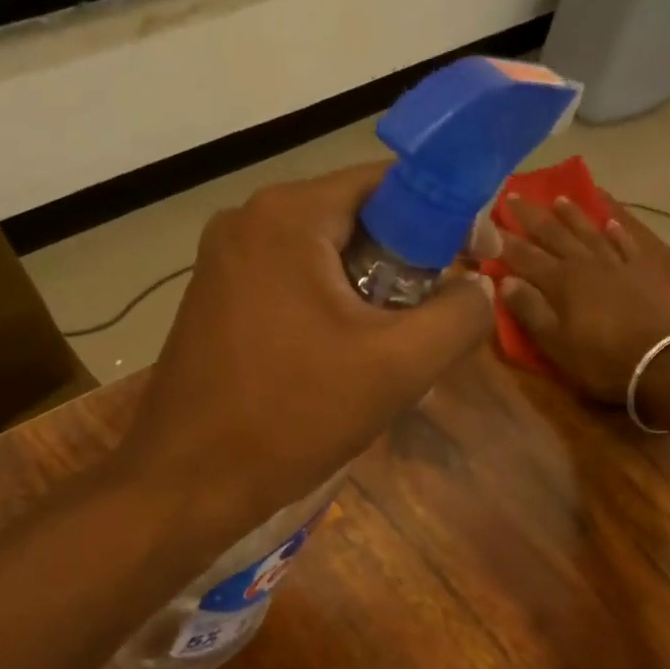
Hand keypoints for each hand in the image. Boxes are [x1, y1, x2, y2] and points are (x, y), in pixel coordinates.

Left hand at [118, 163, 492, 533]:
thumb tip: (478, 286)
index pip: (391, 184)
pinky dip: (330, 318)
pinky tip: (342, 371)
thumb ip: (459, 316)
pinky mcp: (215, 305)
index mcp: (288, 216)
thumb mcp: (397, 367)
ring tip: (391, 361)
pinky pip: (293, 292)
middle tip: (433, 326)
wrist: (189, 484)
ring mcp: (224, 265)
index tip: (480, 261)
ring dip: (370, 303)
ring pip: (325, 264)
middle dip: (407, 272)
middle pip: (357, 224)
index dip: (448, 216)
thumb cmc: (292, 418)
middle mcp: (247, 223)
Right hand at [498, 196, 669, 403]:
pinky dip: (616, 232)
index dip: (506, 240)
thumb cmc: (600, 359)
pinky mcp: (644, 271)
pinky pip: (626, 243)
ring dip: (573, 216)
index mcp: (561, 281)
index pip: (526, 256)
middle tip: (516, 195)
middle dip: (533, 217)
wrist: (661, 362)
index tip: (490, 221)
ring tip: (559, 199)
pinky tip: (609, 223)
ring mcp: (618, 264)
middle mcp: (587, 263)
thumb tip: (505, 281)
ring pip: (590, 232)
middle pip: (555, 235)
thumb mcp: (555, 343)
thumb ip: (529, 309)